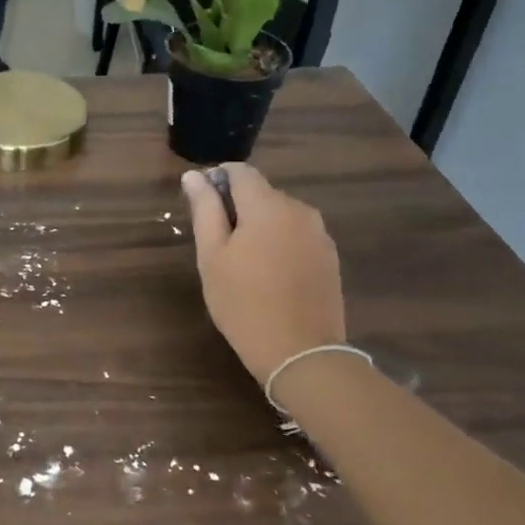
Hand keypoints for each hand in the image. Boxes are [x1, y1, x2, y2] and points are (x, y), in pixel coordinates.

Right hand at [180, 165, 344, 381]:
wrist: (301, 353)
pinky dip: (279, 244)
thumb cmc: (243, 303)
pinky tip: (269, 276)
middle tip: (217, 247)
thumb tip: (194, 175)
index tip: (202, 209)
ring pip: (280, 215)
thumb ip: (204, 209)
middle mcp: (299, 210)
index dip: (217, 181)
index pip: (240, 171)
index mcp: (267, 205)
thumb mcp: (212, 256)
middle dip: (237, 208)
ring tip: (243, 265)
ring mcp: (319, 234)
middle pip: (261, 193)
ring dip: (259, 227)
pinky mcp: (330, 257)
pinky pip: (297, 236)